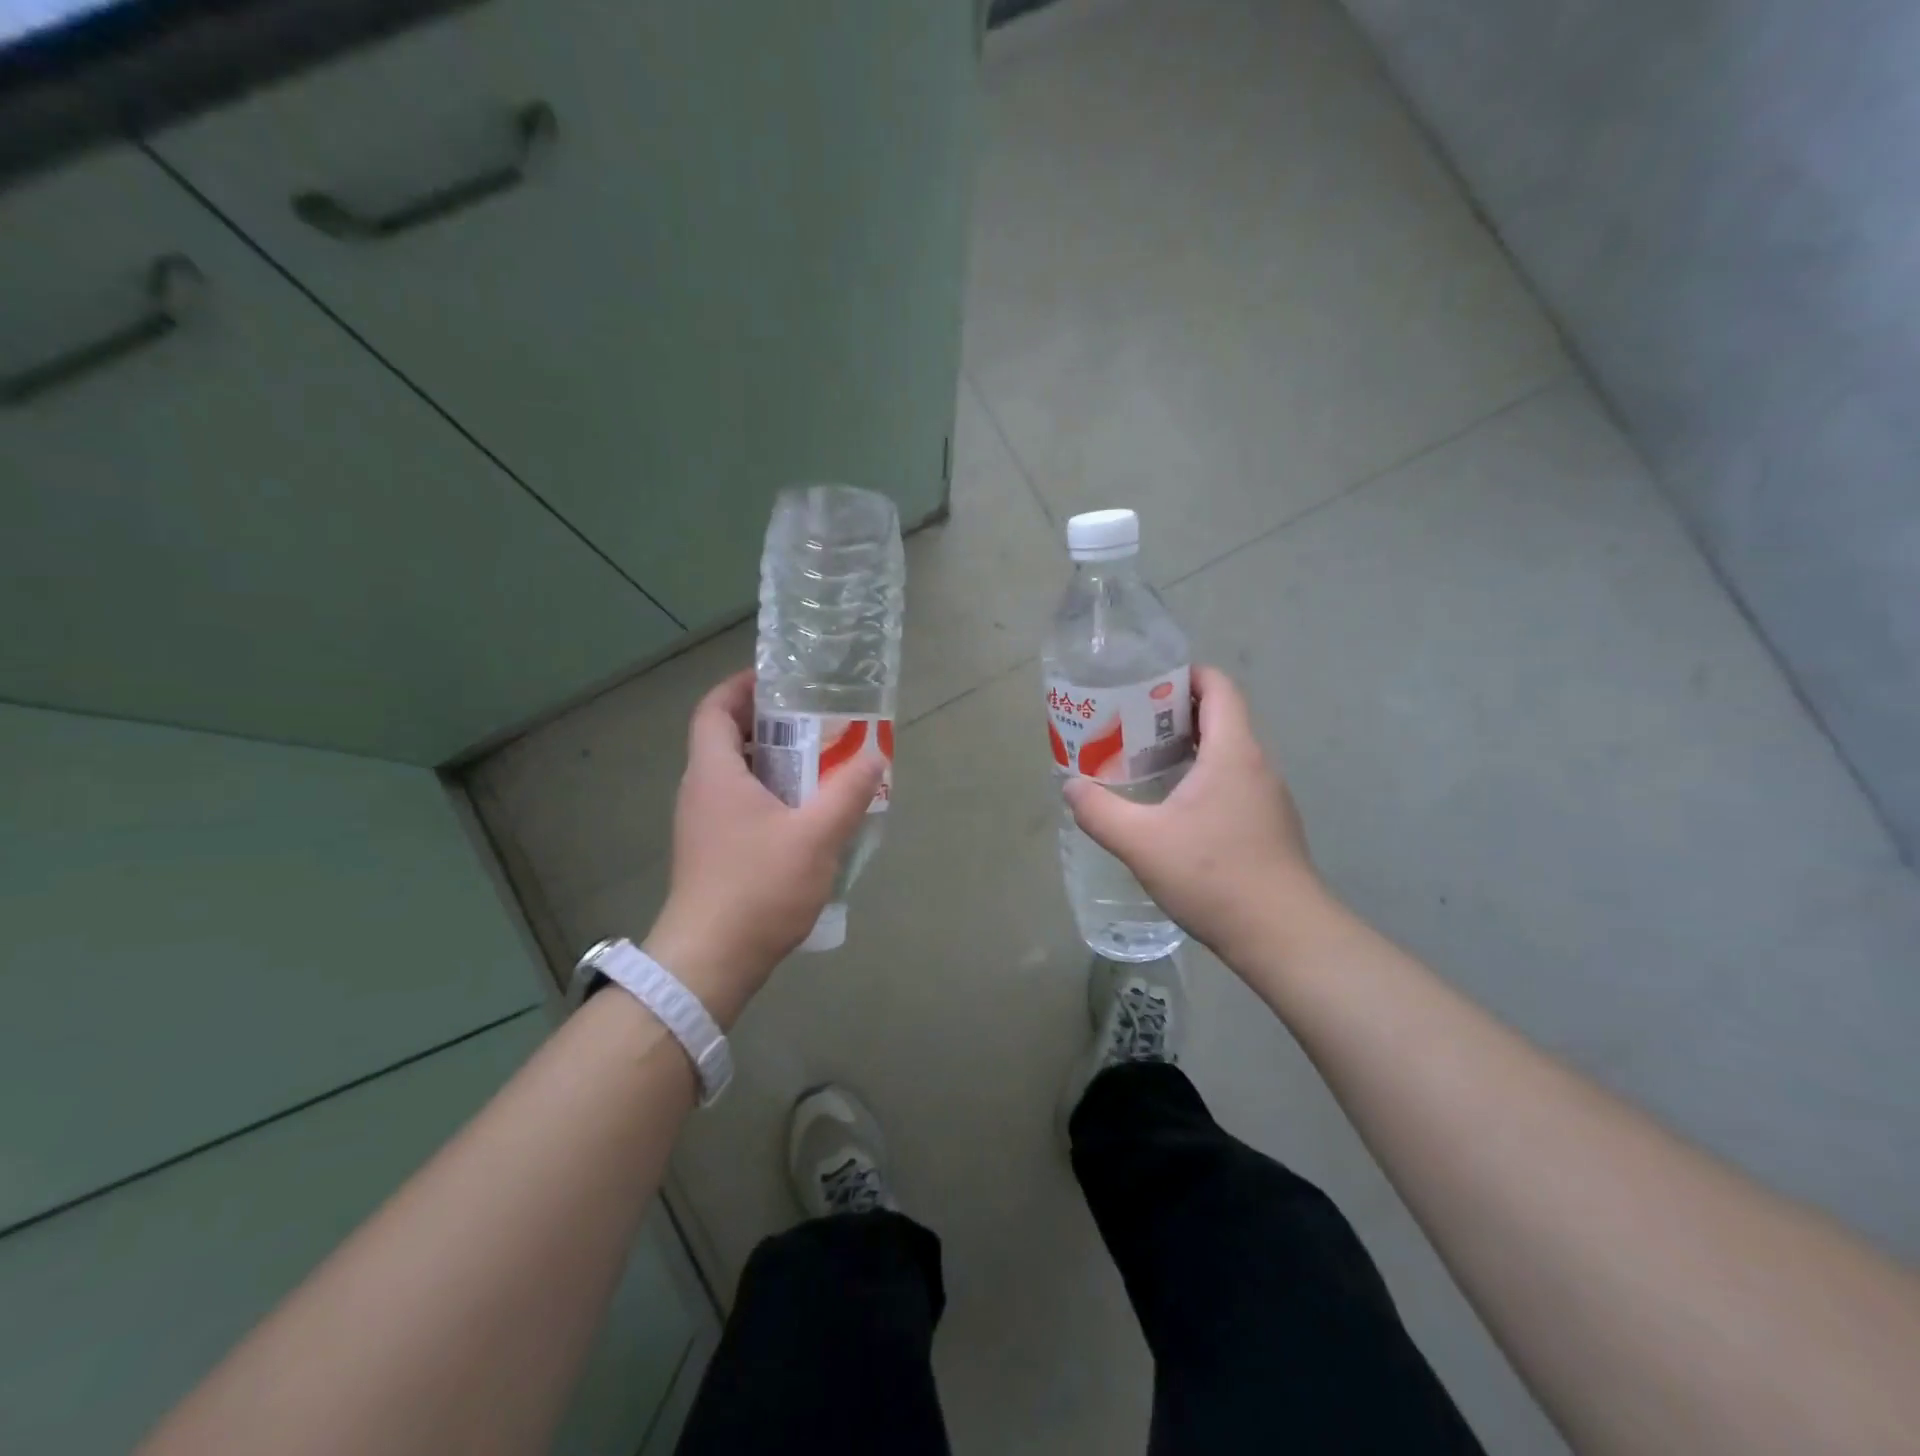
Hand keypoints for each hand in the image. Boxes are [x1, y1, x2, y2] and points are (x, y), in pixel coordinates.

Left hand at [642, 670, 882, 1025]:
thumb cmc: (758, 887)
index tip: (779, 680)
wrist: (711, 961)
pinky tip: (807, 814)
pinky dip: (771, 794)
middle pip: (727, 738)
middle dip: (769, 723)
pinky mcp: (712, 853)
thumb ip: (849, 790)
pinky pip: (741, 804)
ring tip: (820, 763)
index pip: (714, 708)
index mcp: (714, 773)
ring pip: (736, 775)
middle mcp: (700, 791)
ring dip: (774, 762)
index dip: (742, 686)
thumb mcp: (817, 835)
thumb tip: (874, 753)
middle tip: (815, 721)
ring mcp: (703, 825)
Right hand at [1062, 665, 1324, 963]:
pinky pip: (1232, 785)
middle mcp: (1257, 766)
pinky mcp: (1269, 828)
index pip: (1218, 687)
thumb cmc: (1214, 876)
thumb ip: (1100, 812)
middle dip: (1174, 714)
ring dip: (1188, 750)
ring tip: (1143, 764)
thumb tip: (1071, 787)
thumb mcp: (1141, 842)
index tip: (1146, 683)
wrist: (1283, 936)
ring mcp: (1267, 798)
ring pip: (1226, 755)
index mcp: (1232, 752)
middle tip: (1129, 724)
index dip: (1185, 675)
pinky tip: (1173, 811)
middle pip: (1219, 718)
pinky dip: (1202, 780)